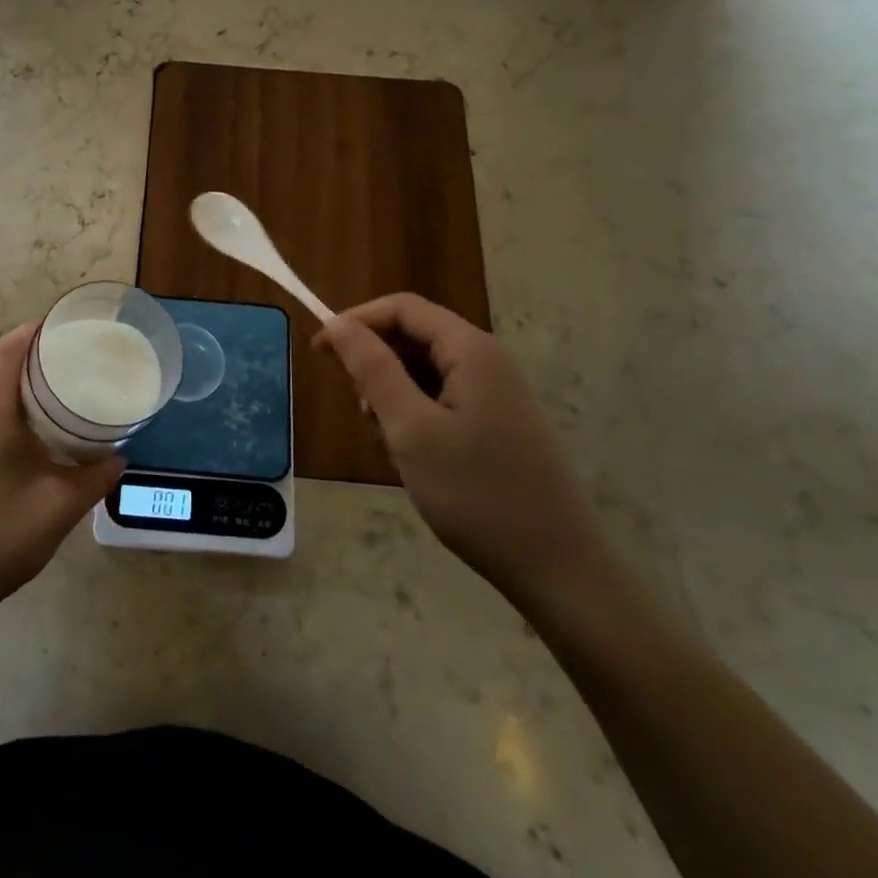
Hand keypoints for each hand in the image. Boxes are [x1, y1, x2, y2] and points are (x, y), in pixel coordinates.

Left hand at [0, 323, 123, 613]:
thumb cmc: (3, 537)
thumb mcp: (62, 506)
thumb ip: (96, 475)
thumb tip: (119, 455)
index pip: (6, 353)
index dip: (32, 331)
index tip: (63, 324)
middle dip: (32, 354)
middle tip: (73, 356)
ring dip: (19, 381)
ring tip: (59, 385)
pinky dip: (7, 404)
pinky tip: (33, 425)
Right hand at [316, 293, 608, 605]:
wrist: (558, 569)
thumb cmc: (476, 493)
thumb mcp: (411, 429)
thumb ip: (372, 369)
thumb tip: (336, 323)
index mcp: (471, 350)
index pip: (402, 308)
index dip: (356, 321)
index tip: (319, 353)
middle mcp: (487, 361)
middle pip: (414, 337)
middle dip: (377, 366)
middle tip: (363, 415)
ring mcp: (497, 394)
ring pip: (425, 371)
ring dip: (395, 397)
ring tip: (392, 445)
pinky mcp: (498, 423)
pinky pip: (443, 399)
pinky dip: (416, 417)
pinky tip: (416, 458)